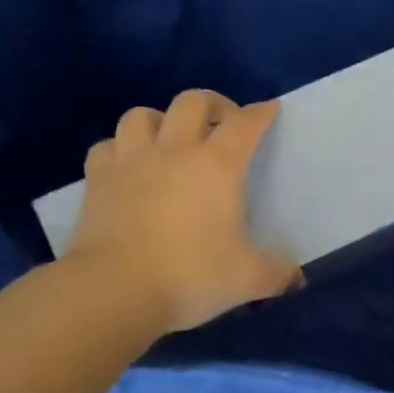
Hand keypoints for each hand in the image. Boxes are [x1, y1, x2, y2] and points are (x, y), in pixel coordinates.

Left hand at [66, 91, 301, 334]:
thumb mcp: (247, 279)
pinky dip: (119, 149)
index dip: (260, 113)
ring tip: (170, 141)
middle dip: (213, 104)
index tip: (269, 109)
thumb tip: (297, 279)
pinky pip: (107, 147)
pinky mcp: (96, 180)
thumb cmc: (190, 276)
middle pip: (192, 102)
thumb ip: (276, 274)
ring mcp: (130, 162)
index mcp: (217, 166)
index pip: (244, 124)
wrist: (114, 290)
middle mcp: (174, 151)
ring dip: (160, 121)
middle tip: (223, 123)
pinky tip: (128, 167)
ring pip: (142, 115)